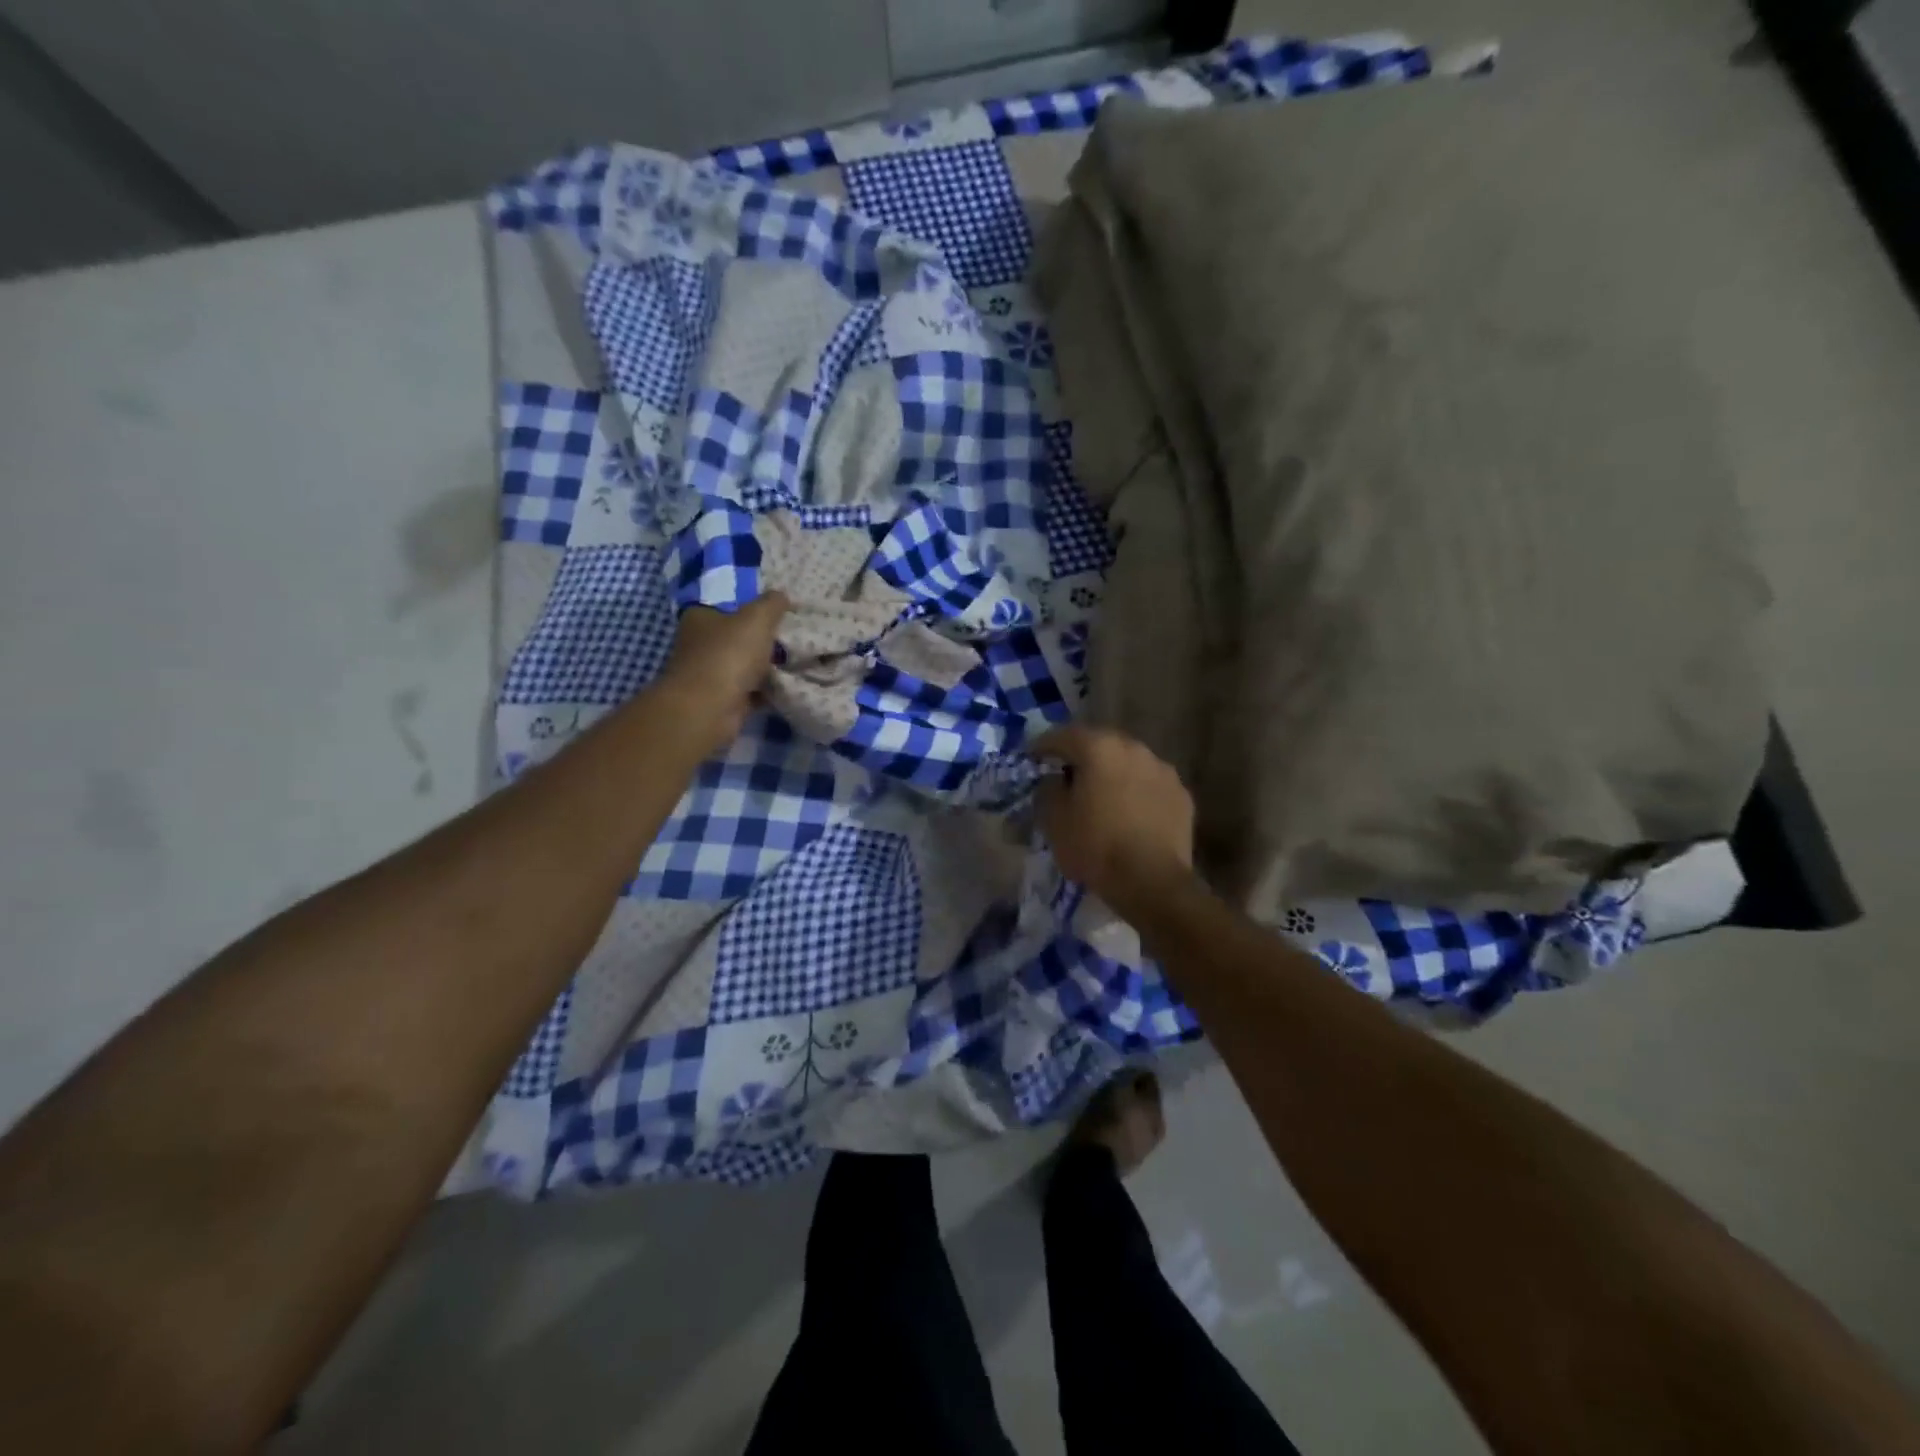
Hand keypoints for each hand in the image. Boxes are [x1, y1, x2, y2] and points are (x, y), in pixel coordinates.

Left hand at [654, 593, 789, 752]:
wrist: (709, 708)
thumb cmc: (729, 654)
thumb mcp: (756, 618)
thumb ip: (771, 604)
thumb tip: (781, 595)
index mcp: (700, 617)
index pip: (726, 605)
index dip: (751, 606)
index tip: (778, 610)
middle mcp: (700, 644)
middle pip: (737, 636)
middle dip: (762, 638)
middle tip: (793, 635)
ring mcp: (709, 674)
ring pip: (744, 664)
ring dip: (765, 666)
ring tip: (797, 660)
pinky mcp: (722, 700)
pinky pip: (750, 690)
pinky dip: (766, 690)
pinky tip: (788, 685)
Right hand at [1033, 726, 1195, 912]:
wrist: (1152, 882)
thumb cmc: (1096, 847)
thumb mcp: (1054, 820)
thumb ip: (1048, 790)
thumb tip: (1055, 780)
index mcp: (1099, 749)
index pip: (1063, 736)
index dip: (1044, 746)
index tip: (1033, 758)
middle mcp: (1134, 749)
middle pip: (1101, 744)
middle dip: (1082, 756)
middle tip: (1068, 775)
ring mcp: (1163, 770)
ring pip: (1129, 763)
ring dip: (1113, 773)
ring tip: (1102, 796)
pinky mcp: (1182, 795)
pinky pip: (1150, 785)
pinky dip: (1137, 792)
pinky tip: (1130, 814)